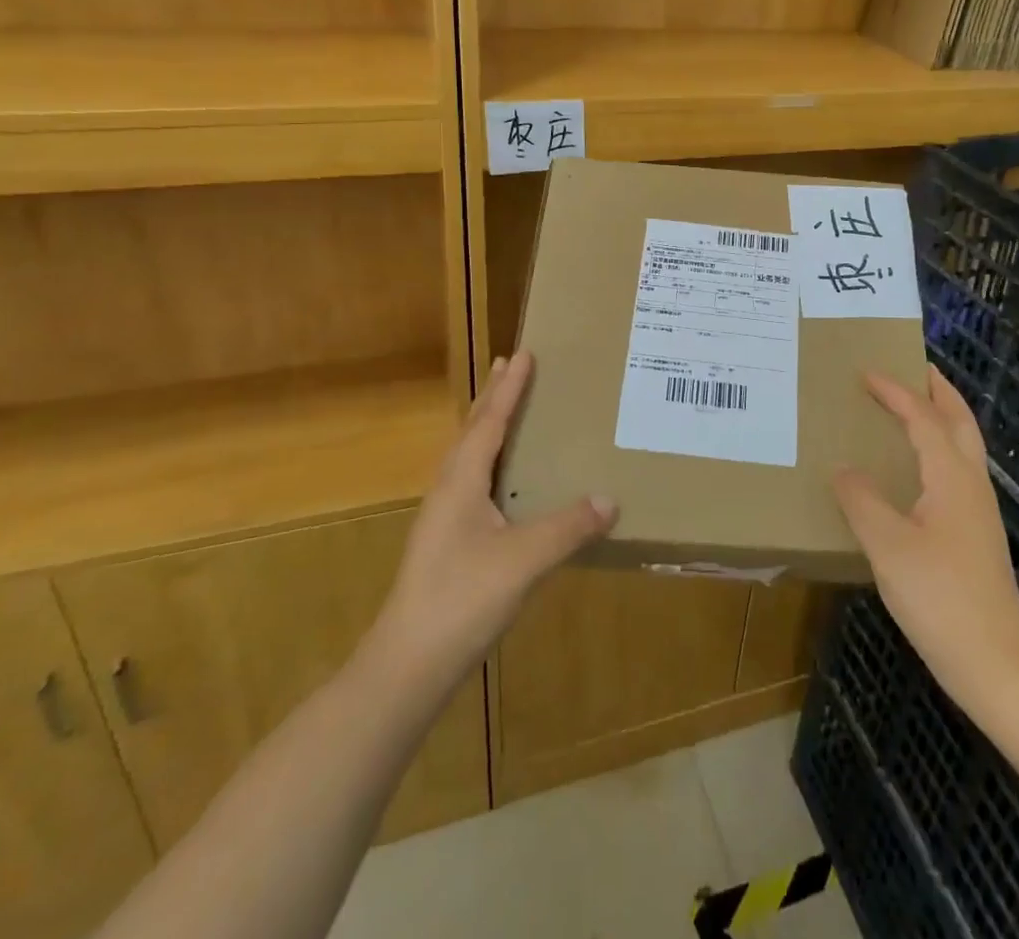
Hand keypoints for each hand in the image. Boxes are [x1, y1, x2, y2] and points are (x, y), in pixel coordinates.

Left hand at [363, 351, 616, 704]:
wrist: (408, 664)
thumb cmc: (461, 599)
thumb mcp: (523, 561)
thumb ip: (567, 528)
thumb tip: (610, 498)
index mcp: (460, 481)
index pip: (489, 422)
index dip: (509, 388)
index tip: (523, 353)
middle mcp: (448, 490)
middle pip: (472, 431)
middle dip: (493, 397)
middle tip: (511, 365)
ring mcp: (444, 518)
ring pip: (469, 457)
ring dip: (488, 426)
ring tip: (508, 410)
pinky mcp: (448, 542)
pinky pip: (472, 482)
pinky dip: (491, 461)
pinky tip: (504, 482)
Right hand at [834, 367, 1018, 718]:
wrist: (997, 663)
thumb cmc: (940, 598)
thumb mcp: (888, 547)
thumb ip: (862, 501)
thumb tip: (843, 469)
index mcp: (952, 477)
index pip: (924, 418)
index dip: (896, 392)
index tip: (867, 373)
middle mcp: (971, 484)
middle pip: (960, 421)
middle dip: (939, 390)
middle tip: (914, 367)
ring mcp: (978, 510)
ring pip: (964, 445)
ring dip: (942, 416)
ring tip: (914, 406)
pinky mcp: (975, 533)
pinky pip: (957, 469)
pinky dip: (940, 447)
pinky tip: (918, 468)